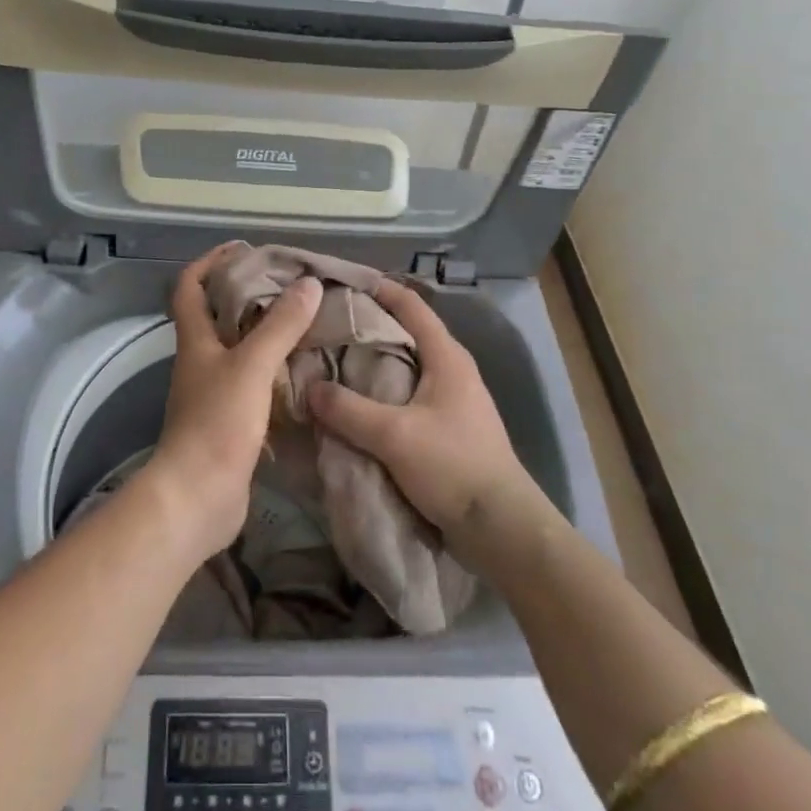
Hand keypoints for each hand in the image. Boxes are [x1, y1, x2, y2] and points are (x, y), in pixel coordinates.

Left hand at [143, 244, 321, 561]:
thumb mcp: (252, 367)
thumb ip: (280, 326)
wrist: (198, 498)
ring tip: (304, 321)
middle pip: (216, 315)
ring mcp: (213, 393)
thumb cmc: (217, 424)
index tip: (242, 249)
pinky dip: (273, 371)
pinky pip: (253, 383)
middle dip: (246, 294)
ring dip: (264, 333)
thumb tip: (309, 284)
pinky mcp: (230, 422)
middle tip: (288, 284)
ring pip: (237, 350)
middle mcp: (200, 361)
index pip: (189, 287)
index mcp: (195, 340)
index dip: (209, 262)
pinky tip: (303, 370)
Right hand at [306, 279, 543, 560]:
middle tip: (326, 326)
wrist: (501, 528)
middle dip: (368, 326)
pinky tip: (356, 403)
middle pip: (406, 333)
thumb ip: (348, 409)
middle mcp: (452, 369)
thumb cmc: (453, 466)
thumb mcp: (394, 435)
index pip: (410, 305)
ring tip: (333, 362)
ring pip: (406, 366)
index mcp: (447, 356)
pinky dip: (381, 391)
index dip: (378, 288)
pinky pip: (408, 395)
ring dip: (373, 362)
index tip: (341, 282)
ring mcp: (452, 399)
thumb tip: (309, 387)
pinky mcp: (448, 427)